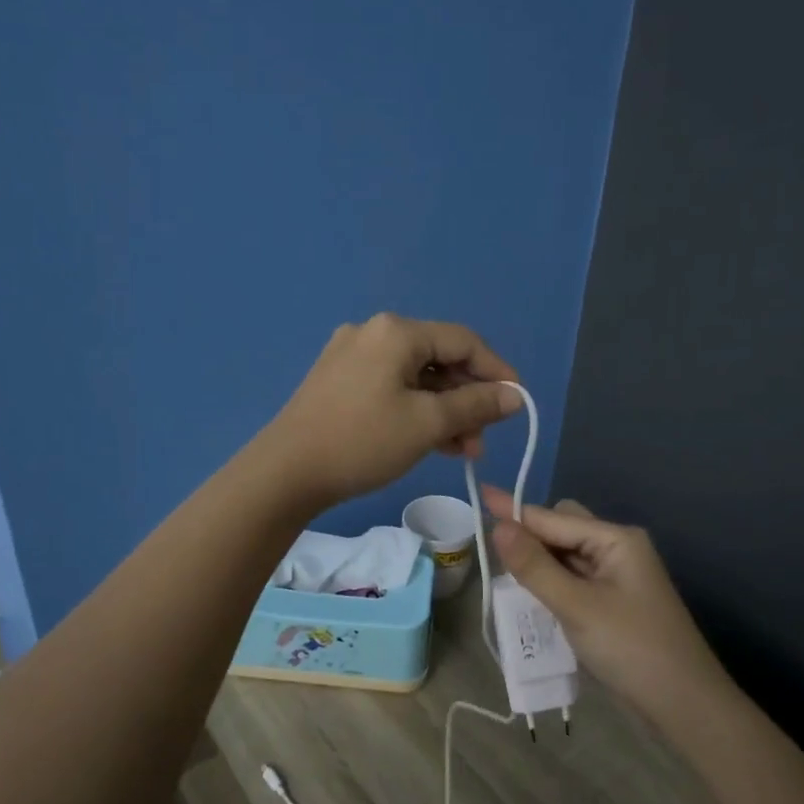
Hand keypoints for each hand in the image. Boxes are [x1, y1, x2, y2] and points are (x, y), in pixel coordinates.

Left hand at [262, 314, 522, 508]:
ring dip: (444, 411)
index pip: (463, 341)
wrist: (286, 471)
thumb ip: (475, 405)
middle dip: (467, 399)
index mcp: (396, 332)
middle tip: (483, 437)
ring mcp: (352, 357)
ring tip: (462, 449)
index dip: (497, 371)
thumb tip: (514, 395)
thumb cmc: (363, 441)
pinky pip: (392, 389)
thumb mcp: (427, 424)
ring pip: (415, 378)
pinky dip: (416, 411)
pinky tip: (432, 442)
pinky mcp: (339, 381)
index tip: (517, 403)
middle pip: (438, 359)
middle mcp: (373, 333)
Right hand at [485, 488, 731, 726]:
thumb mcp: (577, 606)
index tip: (480, 494)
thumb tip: (498, 527)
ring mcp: (617, 577)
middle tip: (494, 555)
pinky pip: (574, 579)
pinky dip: (552, 583)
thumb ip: (535, 566)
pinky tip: (532, 597)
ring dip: (539, 562)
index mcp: (616, 539)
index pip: (553, 518)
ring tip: (505, 576)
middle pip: (562, 528)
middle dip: (529, 536)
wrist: (684, 704)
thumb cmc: (631, 648)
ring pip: (566, 555)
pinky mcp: (613, 602)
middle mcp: (617, 549)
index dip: (514, 510)